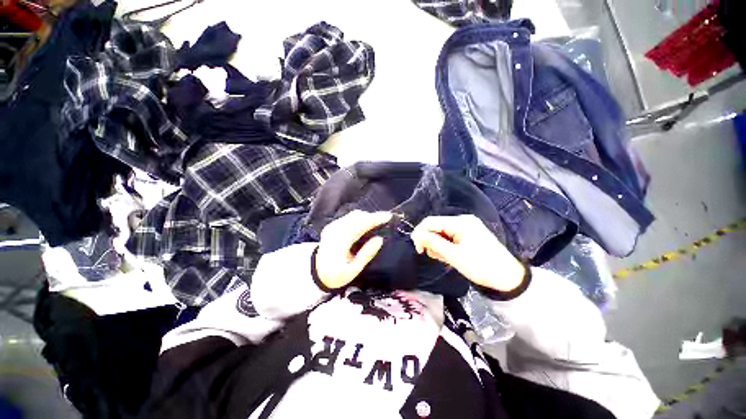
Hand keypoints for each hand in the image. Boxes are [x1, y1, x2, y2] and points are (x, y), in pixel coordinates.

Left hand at [315, 210, 391, 289]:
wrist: (317, 272)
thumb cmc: (336, 274)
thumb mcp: (353, 271)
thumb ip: (366, 254)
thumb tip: (380, 239)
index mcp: (340, 241)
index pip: (360, 225)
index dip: (375, 219)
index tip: (389, 216)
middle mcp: (335, 230)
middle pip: (357, 216)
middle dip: (373, 216)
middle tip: (386, 220)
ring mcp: (332, 226)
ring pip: (353, 215)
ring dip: (367, 217)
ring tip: (378, 223)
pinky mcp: (332, 225)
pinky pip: (349, 217)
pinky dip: (360, 218)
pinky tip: (366, 225)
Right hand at [411, 215, 524, 291]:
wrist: (508, 277)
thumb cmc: (482, 267)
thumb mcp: (455, 256)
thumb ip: (434, 243)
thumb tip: (417, 235)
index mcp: (460, 223)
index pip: (431, 222)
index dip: (420, 233)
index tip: (419, 250)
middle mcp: (462, 220)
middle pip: (436, 226)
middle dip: (430, 240)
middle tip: (433, 256)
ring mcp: (466, 226)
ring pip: (441, 232)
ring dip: (437, 244)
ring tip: (444, 258)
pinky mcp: (468, 233)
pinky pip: (449, 236)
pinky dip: (445, 245)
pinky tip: (449, 255)